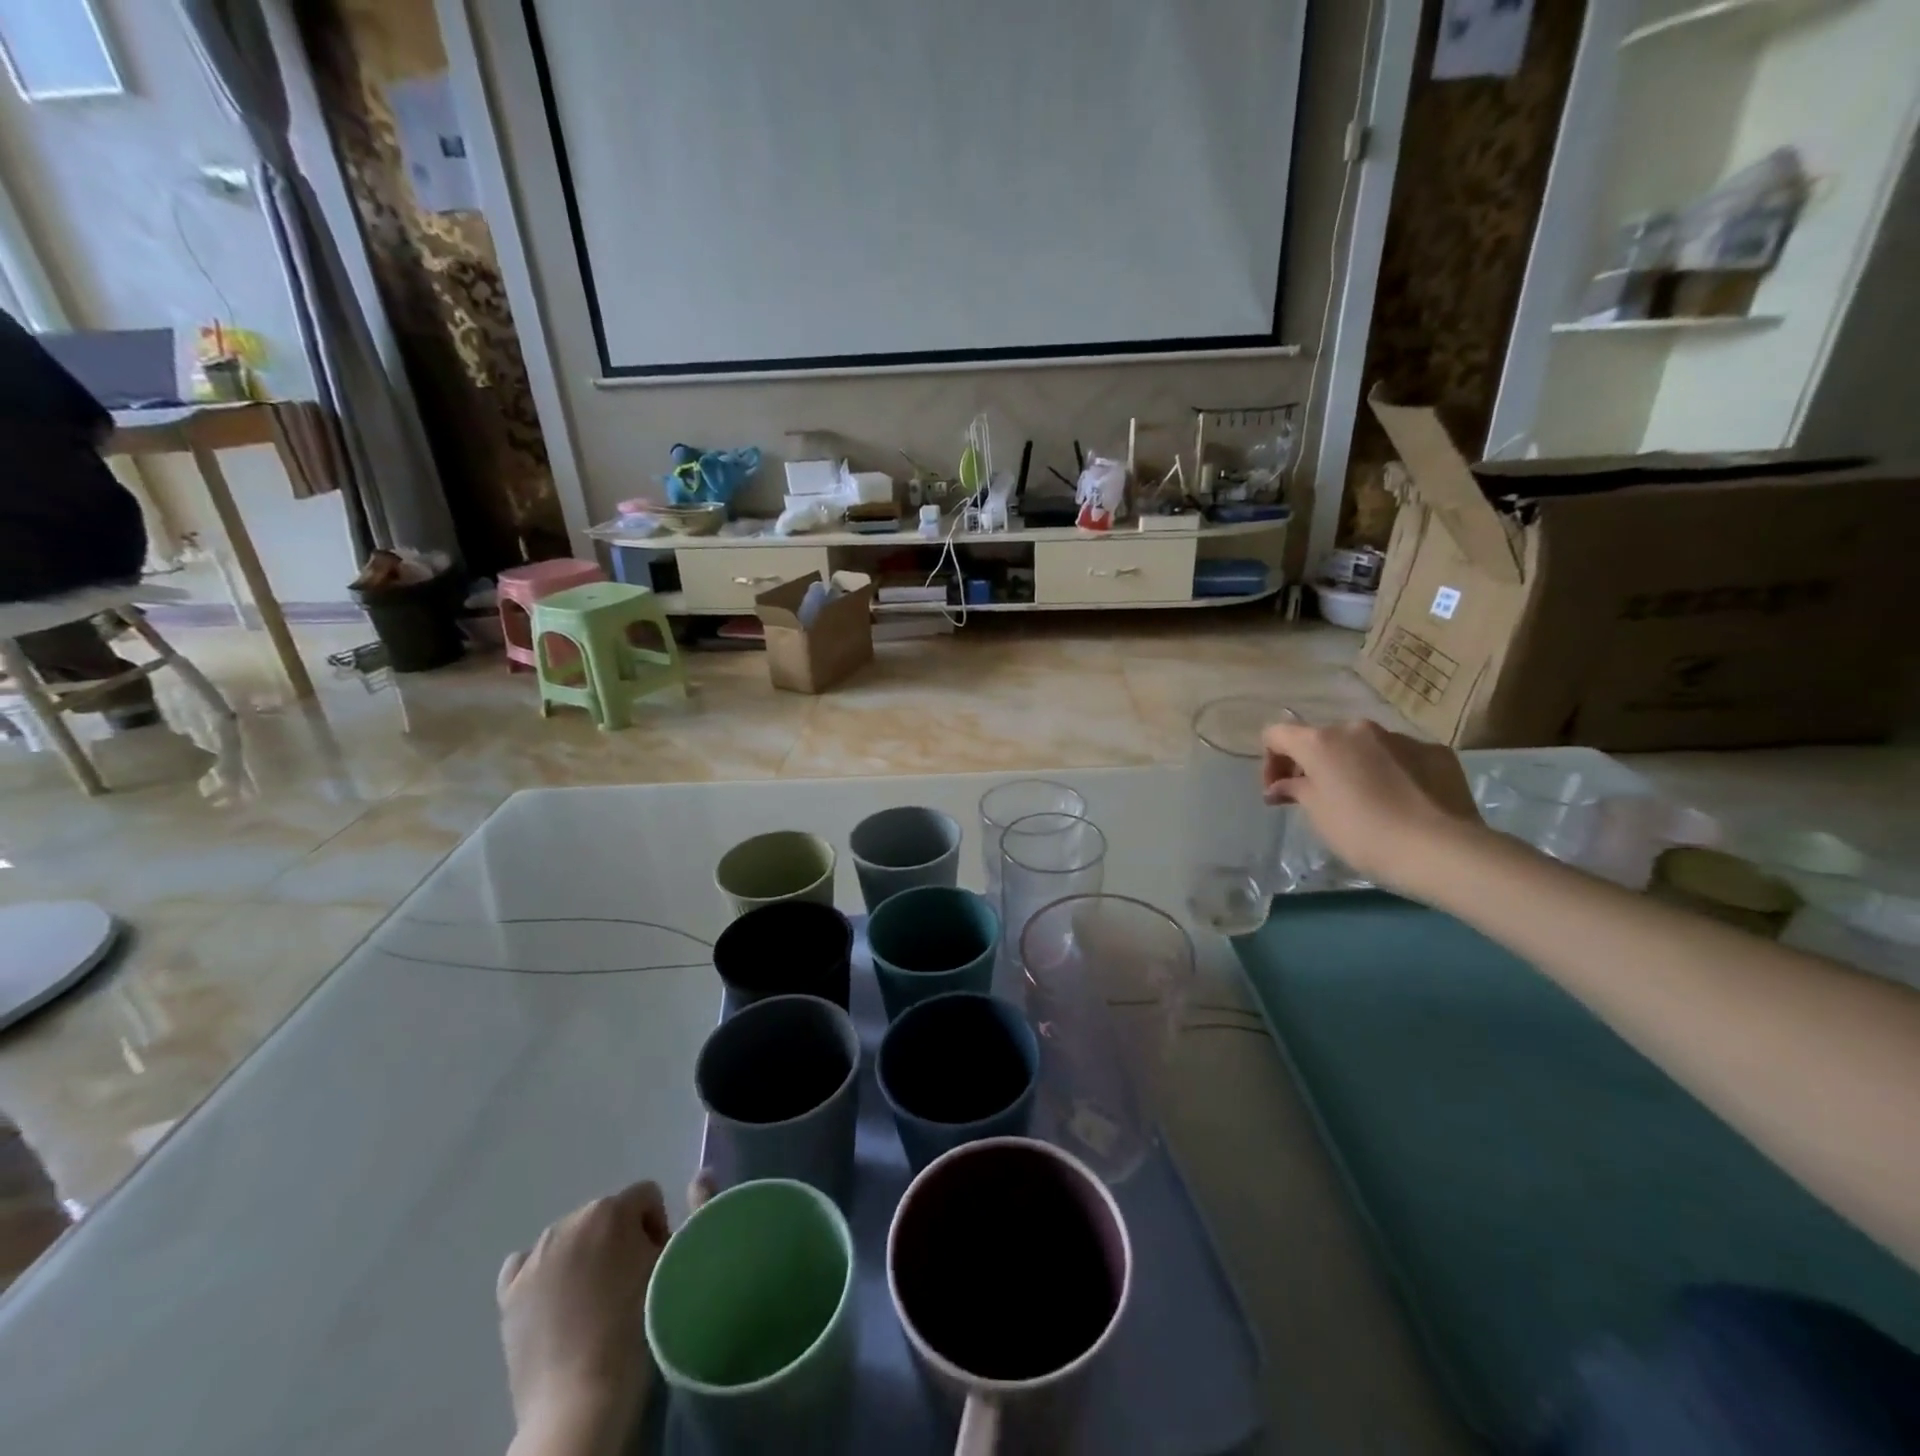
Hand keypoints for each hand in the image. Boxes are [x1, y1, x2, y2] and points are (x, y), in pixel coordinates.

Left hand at [498, 1173, 716, 1455]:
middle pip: (607, 1216)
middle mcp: (568, 1221)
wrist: (581, 1401)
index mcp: (610, 1209)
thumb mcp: (673, 1264)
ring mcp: (534, 1257)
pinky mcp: (509, 1293)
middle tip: (629, 1284)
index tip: (659, 1265)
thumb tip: (699, 1179)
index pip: (646, 1197)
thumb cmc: (637, 1326)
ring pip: (571, 1238)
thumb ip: (688, 1216)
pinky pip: (529, 1264)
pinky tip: (556, 1300)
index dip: (658, 1228)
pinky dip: (545, 1273)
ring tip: (594, 1300)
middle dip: (620, 1241)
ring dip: (585, 1256)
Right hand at [1261, 718, 1481, 888]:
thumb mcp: (1318, 815)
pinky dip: (1391, 773)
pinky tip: (1401, 802)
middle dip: (1314, 765)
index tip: (1278, 792)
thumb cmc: (1363, 833)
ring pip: (1364, 747)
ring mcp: (1400, 737)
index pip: (1277, 734)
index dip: (1271, 761)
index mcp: (1321, 742)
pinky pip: (1401, 757)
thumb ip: (1296, 790)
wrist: (1442, 849)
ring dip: (1353, 767)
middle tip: (1317, 799)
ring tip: (1364, 802)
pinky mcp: (1435, 752)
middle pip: (1323, 739)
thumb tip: (1283, 785)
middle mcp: (1358, 729)